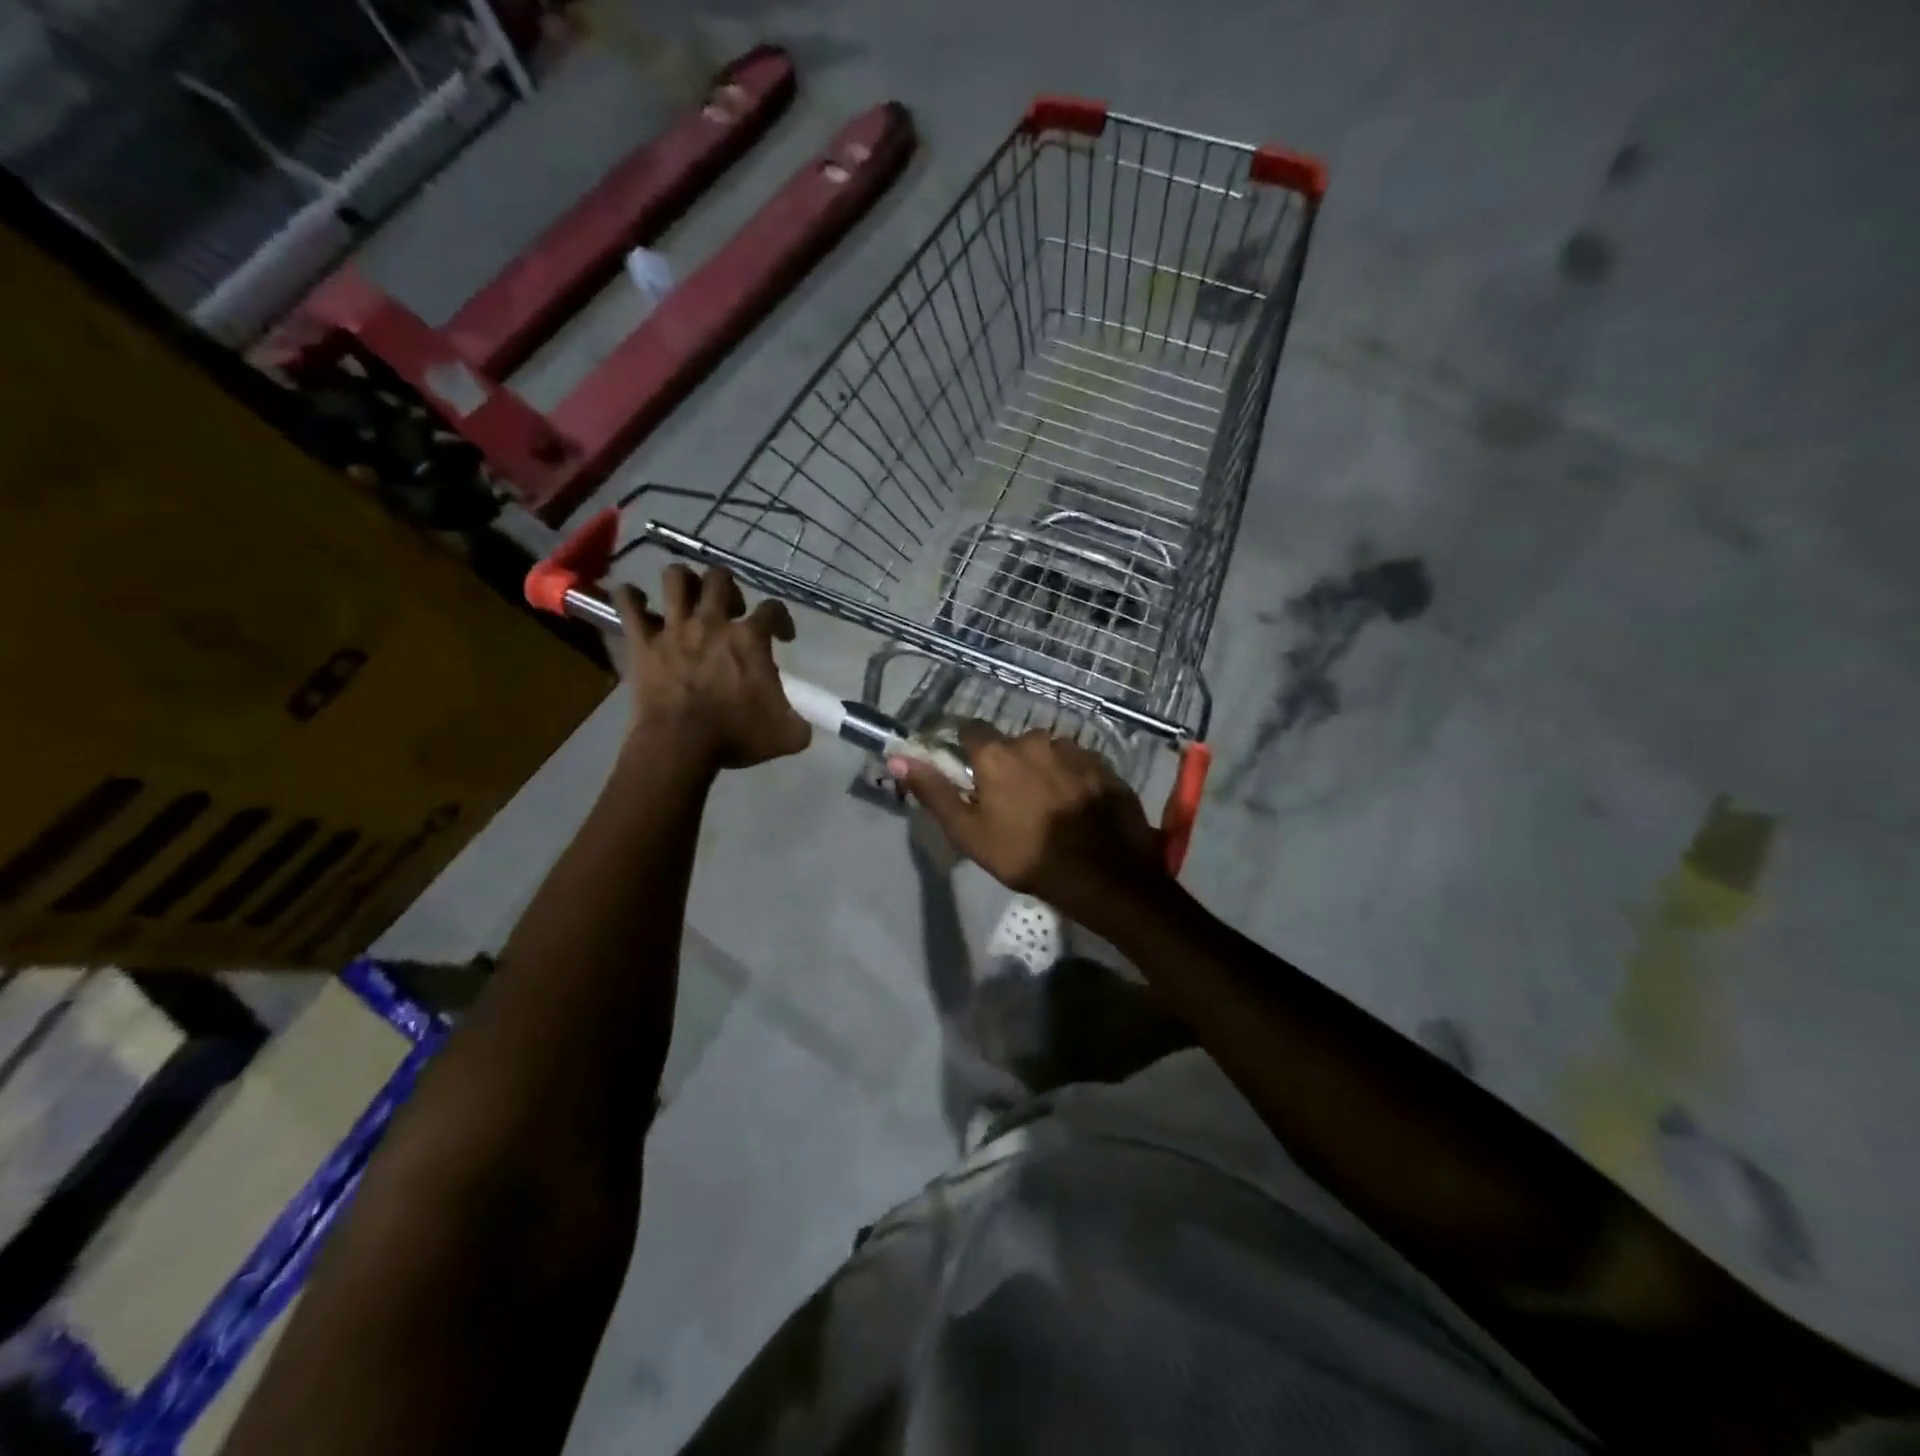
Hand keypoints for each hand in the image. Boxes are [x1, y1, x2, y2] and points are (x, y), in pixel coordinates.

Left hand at [615, 565, 809, 770]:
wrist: (681, 745)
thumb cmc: (736, 736)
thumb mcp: (787, 735)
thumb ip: (801, 723)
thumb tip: (805, 725)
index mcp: (750, 639)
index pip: (773, 609)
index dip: (782, 619)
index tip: (783, 637)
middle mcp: (713, 623)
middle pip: (721, 579)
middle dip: (728, 588)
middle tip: (730, 610)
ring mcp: (674, 629)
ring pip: (676, 578)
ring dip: (683, 581)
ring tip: (686, 595)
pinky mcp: (643, 643)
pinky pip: (628, 606)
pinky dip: (629, 598)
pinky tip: (633, 599)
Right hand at [894, 723, 1169, 921]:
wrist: (1103, 873)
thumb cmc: (1025, 855)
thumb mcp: (968, 831)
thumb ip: (933, 790)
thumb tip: (896, 757)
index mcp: (997, 753)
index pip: (970, 730)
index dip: (966, 749)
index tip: (969, 773)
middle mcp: (1035, 739)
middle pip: (1011, 744)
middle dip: (1007, 764)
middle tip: (1010, 800)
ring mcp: (1074, 750)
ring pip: (1047, 753)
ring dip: (1041, 770)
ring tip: (1046, 806)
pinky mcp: (1104, 765)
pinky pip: (1077, 764)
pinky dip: (1071, 778)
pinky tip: (1075, 807)